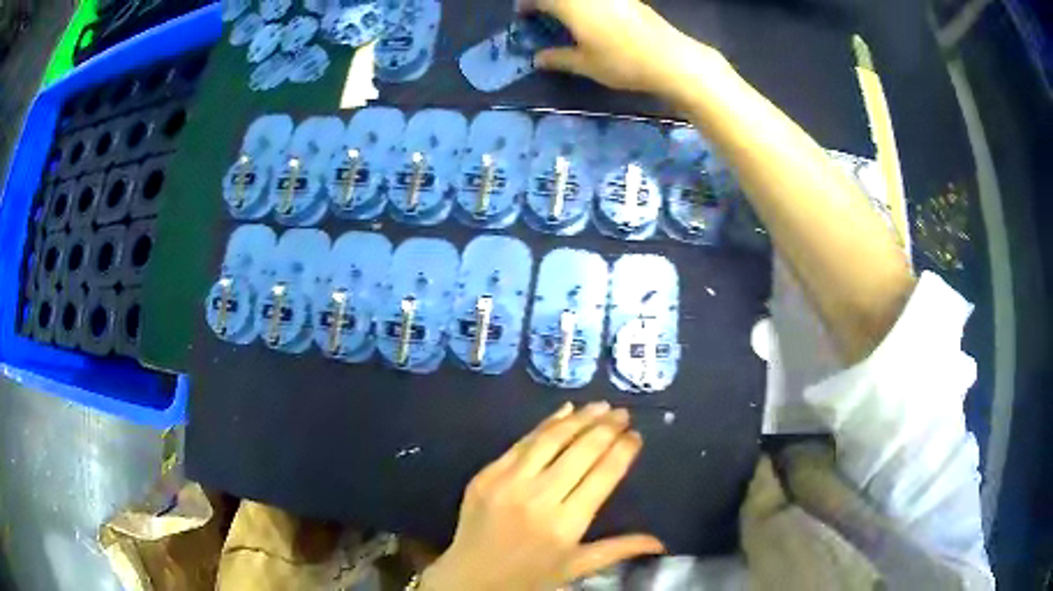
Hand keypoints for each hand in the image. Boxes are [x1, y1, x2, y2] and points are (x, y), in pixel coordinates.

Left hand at [421, 402, 663, 590]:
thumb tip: (661, 542)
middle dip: (607, 428)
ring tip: (601, 406)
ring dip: (579, 418)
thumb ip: (618, 549)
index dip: (623, 450)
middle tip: (623, 414)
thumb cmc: (529, 576)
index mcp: (565, 524)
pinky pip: (521, 443)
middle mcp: (538, 498)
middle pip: (581, 451)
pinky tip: (564, 411)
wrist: (470, 577)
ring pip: (551, 440)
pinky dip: (545, 424)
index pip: (603, 474)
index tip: (636, 435)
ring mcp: (508, 483)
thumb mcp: (576, 567)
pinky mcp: (486, 475)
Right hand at [518, 0, 724, 96]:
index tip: (522, 15)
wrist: (671, 59)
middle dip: (547, 3)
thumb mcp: (586, 64)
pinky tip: (591, 17)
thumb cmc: (623, 63)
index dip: (527, 5)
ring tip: (566, 17)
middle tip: (543, 14)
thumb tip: (538, 59)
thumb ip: (559, 58)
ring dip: (568, 3)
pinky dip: (588, 4)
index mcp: (571, 4)